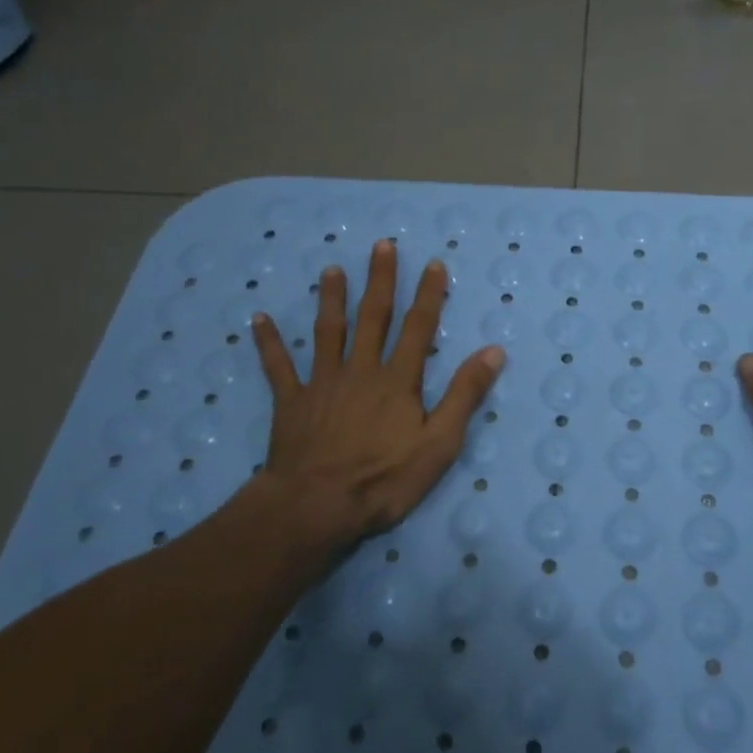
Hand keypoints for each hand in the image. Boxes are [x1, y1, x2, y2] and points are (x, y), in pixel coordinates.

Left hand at [240, 239, 504, 557]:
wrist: (315, 507)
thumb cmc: (383, 480)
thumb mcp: (439, 444)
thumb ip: (465, 395)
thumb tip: (493, 351)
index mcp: (397, 380)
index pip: (418, 328)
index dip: (428, 294)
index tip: (433, 263)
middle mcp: (360, 370)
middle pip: (372, 317)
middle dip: (380, 280)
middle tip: (381, 245)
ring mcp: (322, 383)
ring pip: (327, 332)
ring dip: (331, 299)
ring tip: (331, 269)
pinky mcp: (291, 402)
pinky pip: (278, 366)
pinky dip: (269, 342)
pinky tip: (259, 318)